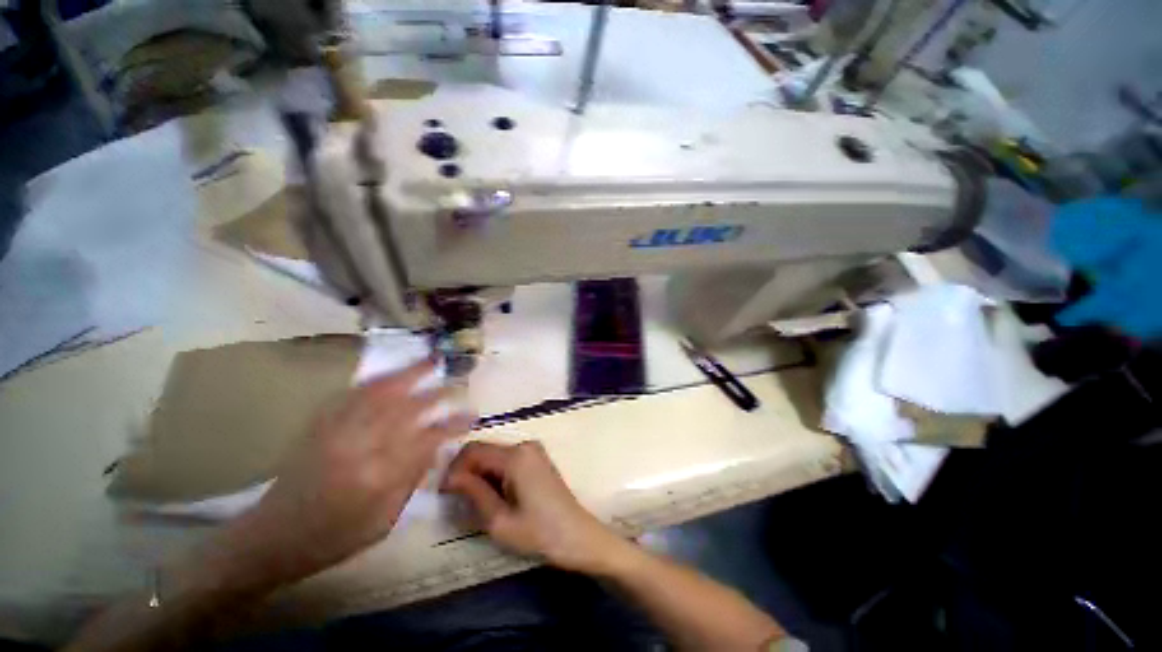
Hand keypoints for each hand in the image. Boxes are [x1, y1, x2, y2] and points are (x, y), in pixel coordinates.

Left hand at [217, 360, 475, 588]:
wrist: (272, 537)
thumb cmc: (334, 538)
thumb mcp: (383, 521)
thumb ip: (411, 480)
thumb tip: (434, 446)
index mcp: (378, 476)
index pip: (427, 439)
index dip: (453, 423)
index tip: (472, 413)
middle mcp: (359, 447)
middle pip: (406, 408)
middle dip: (436, 392)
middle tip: (457, 380)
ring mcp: (336, 431)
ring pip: (380, 393)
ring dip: (408, 374)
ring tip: (430, 360)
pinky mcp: (320, 425)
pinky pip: (352, 395)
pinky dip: (376, 380)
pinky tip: (391, 373)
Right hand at [441, 441, 628, 573]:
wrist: (578, 536)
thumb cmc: (539, 533)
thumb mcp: (499, 520)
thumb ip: (473, 493)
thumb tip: (450, 477)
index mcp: (516, 456)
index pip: (473, 450)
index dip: (453, 469)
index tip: (442, 493)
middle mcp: (524, 445)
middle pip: (484, 450)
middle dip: (465, 471)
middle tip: (453, 500)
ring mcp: (533, 450)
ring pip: (494, 455)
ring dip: (478, 474)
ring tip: (471, 501)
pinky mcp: (536, 459)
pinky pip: (506, 460)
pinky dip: (493, 474)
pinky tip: (491, 495)